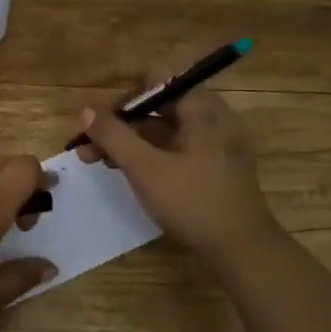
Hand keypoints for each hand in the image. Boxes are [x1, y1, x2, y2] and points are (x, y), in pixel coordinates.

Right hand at [76, 64, 278, 257]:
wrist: (243, 251)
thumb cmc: (192, 202)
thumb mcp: (144, 168)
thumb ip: (113, 135)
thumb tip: (87, 110)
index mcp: (201, 108)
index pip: (155, 80)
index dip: (123, 97)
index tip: (98, 121)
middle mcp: (214, 118)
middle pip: (158, 106)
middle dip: (121, 124)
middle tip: (89, 147)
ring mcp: (219, 144)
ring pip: (166, 131)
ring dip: (132, 141)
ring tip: (101, 162)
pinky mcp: (219, 168)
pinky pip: (179, 149)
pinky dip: (153, 155)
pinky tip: (131, 174)